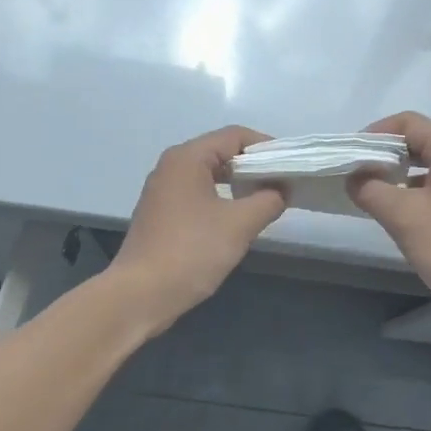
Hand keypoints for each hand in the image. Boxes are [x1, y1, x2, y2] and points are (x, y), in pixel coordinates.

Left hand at [110, 125, 286, 331]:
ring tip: (264, 201)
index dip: (266, 147)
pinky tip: (235, 219)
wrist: (140, 294)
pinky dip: (219, 197)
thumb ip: (268, 200)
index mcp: (187, 158)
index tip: (290, 166)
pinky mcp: (160, 213)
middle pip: (220, 151)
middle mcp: (171, 166)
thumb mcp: (239, 225)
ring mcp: (162, 190)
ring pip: (208, 173)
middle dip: (253, 165)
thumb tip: (281, 190)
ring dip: (237, 183)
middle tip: (281, 184)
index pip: (234, 136)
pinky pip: (196, 192)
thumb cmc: (191, 251)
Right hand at [349, 112, 430, 329]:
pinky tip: (398, 213)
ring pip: (428, 166)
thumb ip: (371, 190)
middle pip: (419, 141)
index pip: (409, 123)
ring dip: (398, 174)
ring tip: (371, 194)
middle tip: (355, 174)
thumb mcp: (404, 217)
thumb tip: (354, 178)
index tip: (349, 155)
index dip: (375, 133)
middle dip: (384, 154)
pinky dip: (414, 192)